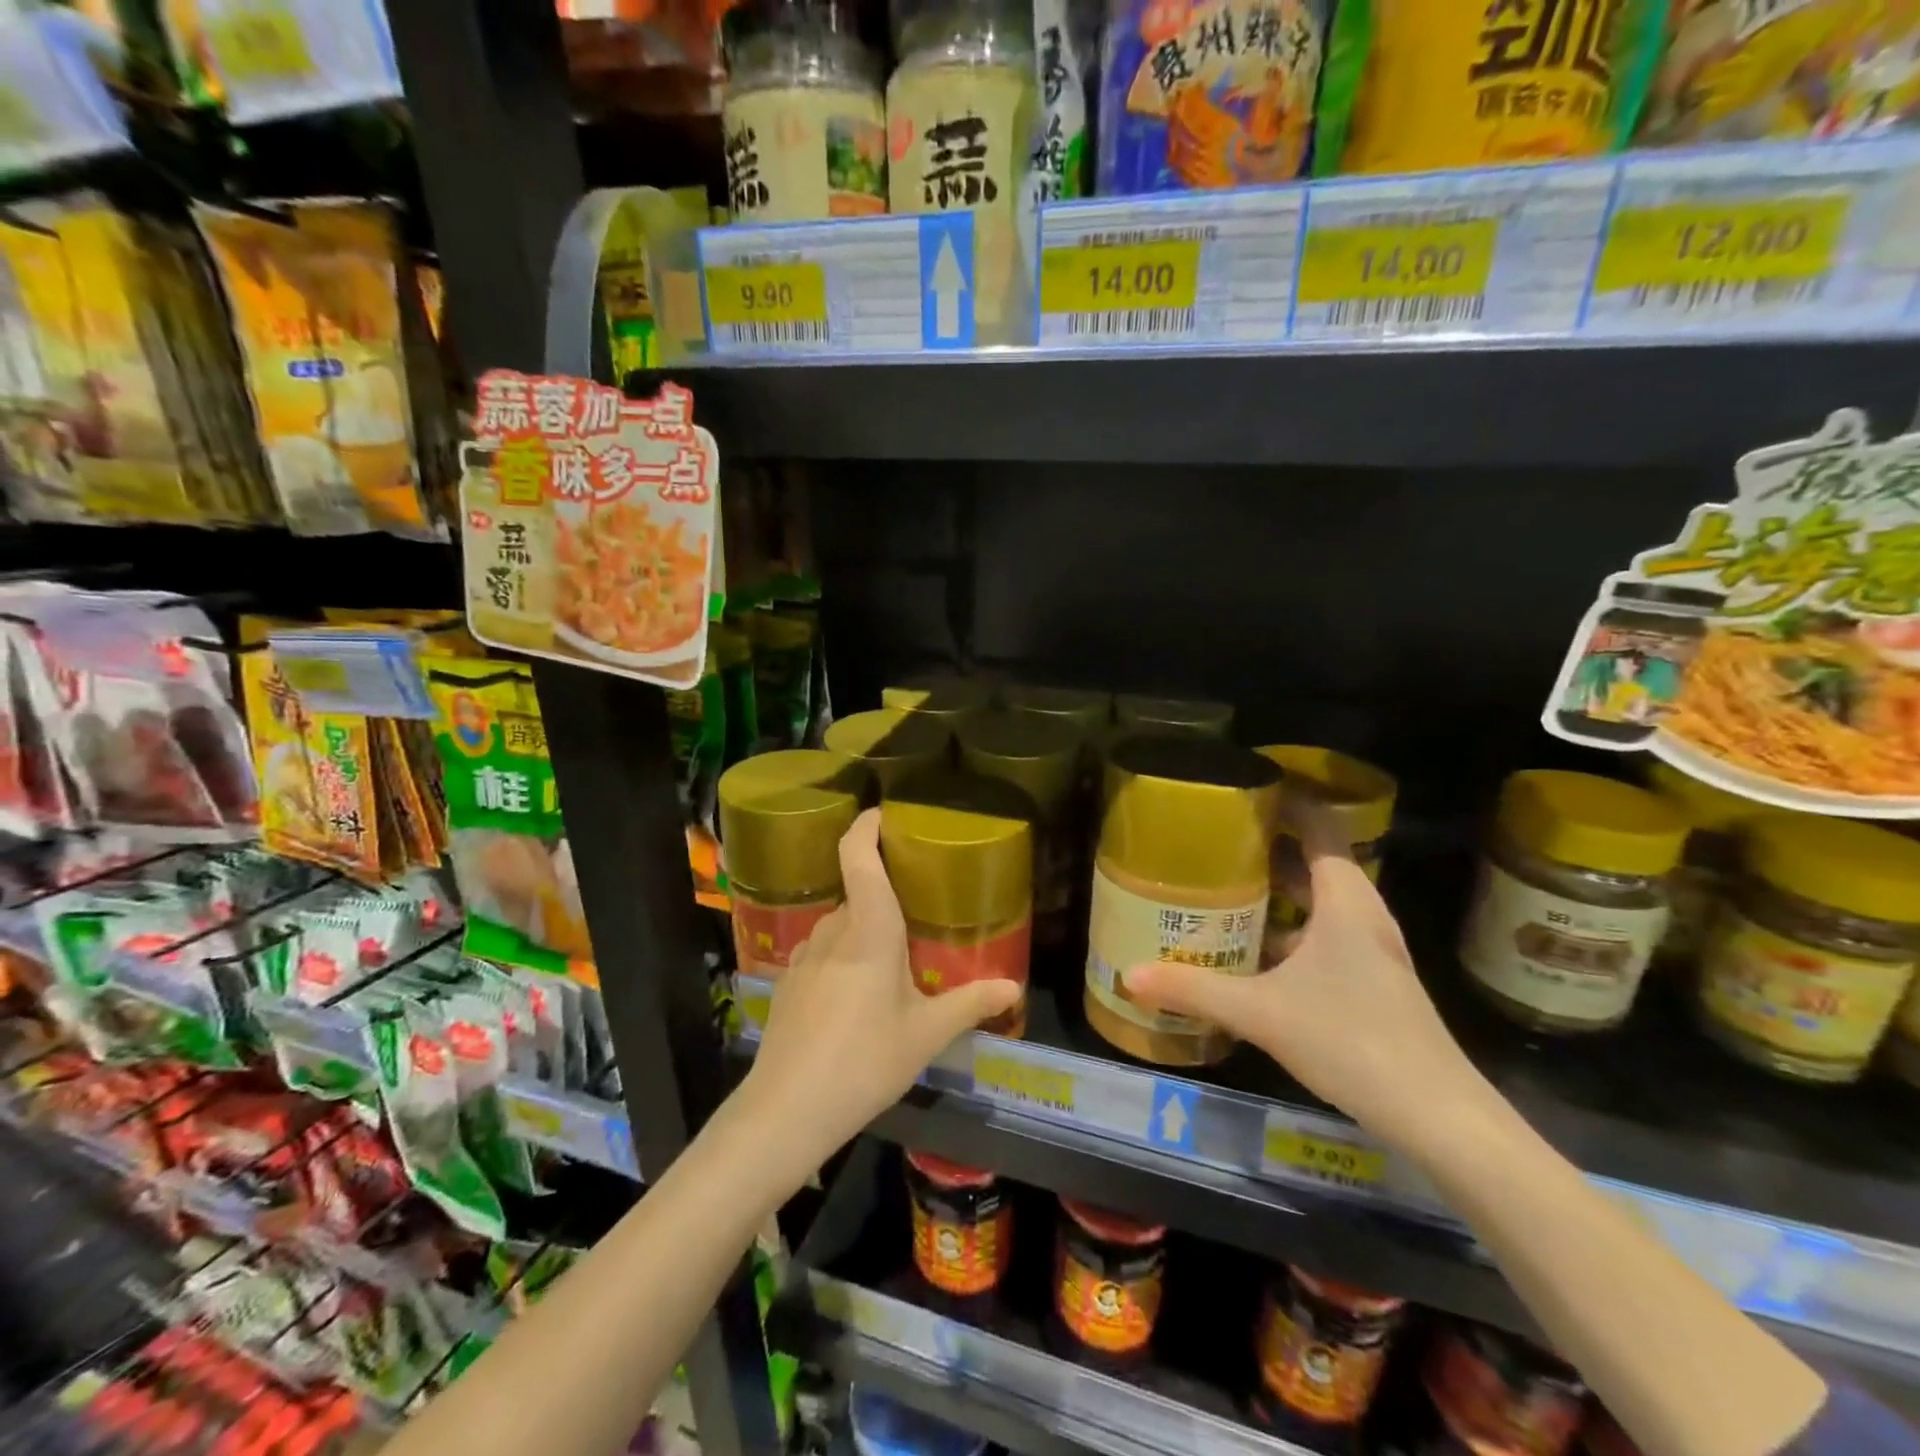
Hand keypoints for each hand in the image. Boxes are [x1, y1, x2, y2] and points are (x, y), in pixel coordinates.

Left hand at [745, 809, 1020, 1160]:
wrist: (786, 1112)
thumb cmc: (865, 1061)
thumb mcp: (925, 1035)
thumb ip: (970, 1004)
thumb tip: (1013, 987)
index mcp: (868, 928)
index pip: (857, 855)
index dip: (866, 826)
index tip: (885, 815)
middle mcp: (833, 929)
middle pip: (858, 892)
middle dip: (886, 895)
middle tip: (920, 911)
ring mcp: (804, 955)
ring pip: (841, 924)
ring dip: (865, 929)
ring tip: (893, 958)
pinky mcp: (789, 981)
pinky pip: (823, 951)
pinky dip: (845, 955)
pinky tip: (858, 996)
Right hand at [1123, 802, 1486, 1151]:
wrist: (1438, 1116)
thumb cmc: (1352, 1040)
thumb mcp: (1262, 1012)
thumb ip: (1194, 990)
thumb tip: (1129, 974)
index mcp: (1345, 901)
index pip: (1320, 828)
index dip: (1286, 802)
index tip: (1242, 790)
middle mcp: (1361, 916)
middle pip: (1315, 862)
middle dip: (1267, 847)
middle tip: (1214, 840)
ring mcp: (1370, 951)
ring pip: (1318, 903)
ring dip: (1276, 892)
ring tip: (1221, 887)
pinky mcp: (1370, 982)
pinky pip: (1322, 936)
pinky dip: (1287, 930)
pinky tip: (1250, 953)